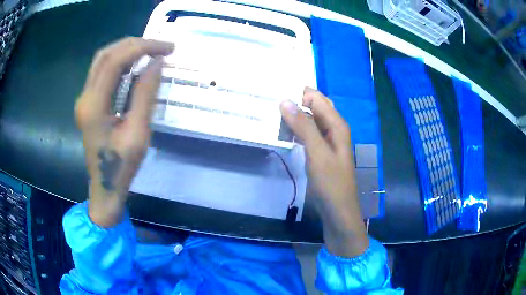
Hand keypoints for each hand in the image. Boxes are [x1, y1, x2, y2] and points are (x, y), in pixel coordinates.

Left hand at [75, 37, 173, 226]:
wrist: (104, 187)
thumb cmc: (121, 167)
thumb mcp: (138, 134)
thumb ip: (145, 95)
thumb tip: (157, 63)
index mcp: (94, 106)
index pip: (114, 61)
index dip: (141, 48)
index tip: (166, 48)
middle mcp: (84, 97)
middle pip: (106, 55)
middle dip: (135, 44)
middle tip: (160, 47)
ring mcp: (84, 99)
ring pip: (102, 60)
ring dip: (126, 50)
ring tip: (150, 51)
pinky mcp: (88, 102)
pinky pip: (102, 71)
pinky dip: (120, 61)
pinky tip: (135, 64)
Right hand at [280, 88, 367, 256]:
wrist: (337, 211)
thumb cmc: (331, 183)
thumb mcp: (317, 152)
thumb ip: (303, 126)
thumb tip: (286, 101)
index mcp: (337, 124)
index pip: (317, 98)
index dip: (298, 93)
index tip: (276, 91)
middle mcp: (333, 129)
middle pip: (314, 108)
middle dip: (295, 102)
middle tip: (271, 102)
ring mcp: (326, 141)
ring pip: (309, 121)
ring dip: (294, 117)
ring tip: (272, 114)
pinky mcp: (320, 152)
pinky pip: (307, 134)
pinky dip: (296, 130)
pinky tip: (283, 132)